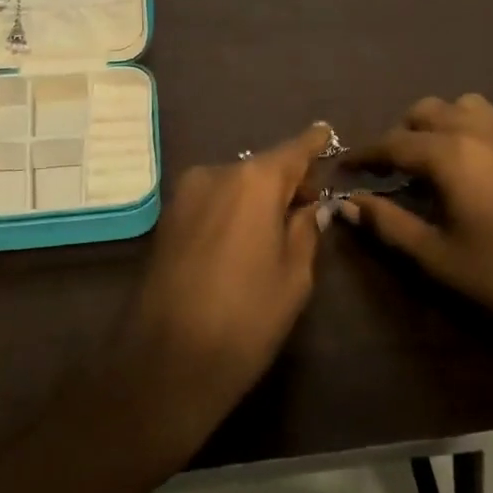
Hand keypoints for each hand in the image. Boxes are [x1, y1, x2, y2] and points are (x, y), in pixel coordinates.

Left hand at [106, 123, 330, 455]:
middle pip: (262, 167)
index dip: (314, 143)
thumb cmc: (245, 318)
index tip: (327, 131)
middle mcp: (217, 172)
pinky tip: (240, 241)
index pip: (294, 150)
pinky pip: (212, 201)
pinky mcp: (167, 217)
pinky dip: (231, 209)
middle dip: (286, 181)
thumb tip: (311, 207)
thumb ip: (306, 230)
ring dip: (256, 198)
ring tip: (273, 230)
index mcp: (254, 180)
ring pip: (235, 184)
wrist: (165, 360)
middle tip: (309, 205)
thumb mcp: (294, 277)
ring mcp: (185, 193)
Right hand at [345, 94, 492, 375]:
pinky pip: (490, 120)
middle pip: (425, 111)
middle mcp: (479, 132)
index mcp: (451, 155)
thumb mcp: (436, 257)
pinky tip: (468, 170)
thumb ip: (388, 224)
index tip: (344, 167)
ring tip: (429, 160)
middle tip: (388, 170)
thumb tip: (350, 203)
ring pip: (461, 106)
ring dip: (436, 123)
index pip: (393, 142)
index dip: (364, 154)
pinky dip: (466, 128)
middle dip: (400, 134)